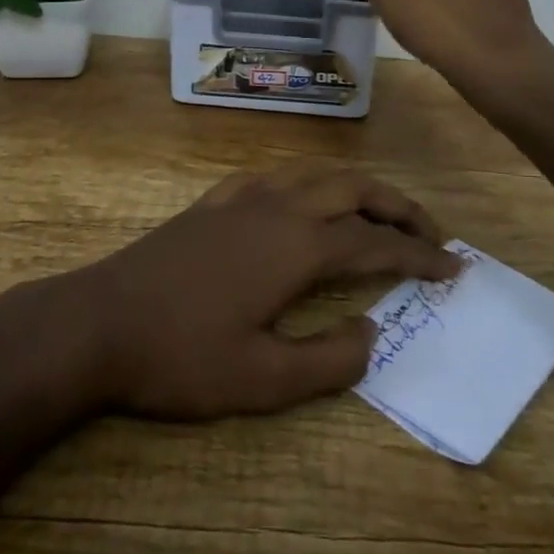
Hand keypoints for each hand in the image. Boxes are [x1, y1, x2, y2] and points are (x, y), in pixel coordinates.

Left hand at [71, 164, 460, 419]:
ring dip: (357, 188)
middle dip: (399, 207)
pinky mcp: (215, 201)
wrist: (98, 322)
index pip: (375, 243)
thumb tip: (373, 330)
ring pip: (317, 173)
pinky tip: (303, 199)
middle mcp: (279, 207)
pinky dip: (308, 181)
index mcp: (297, 246)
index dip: (420, 255)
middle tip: (431, 233)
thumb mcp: (262, 380)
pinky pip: (276, 176)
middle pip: (354, 190)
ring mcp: (243, 197)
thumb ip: (329, 359)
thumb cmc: (181, 356)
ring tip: (379, 210)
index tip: (454, 267)